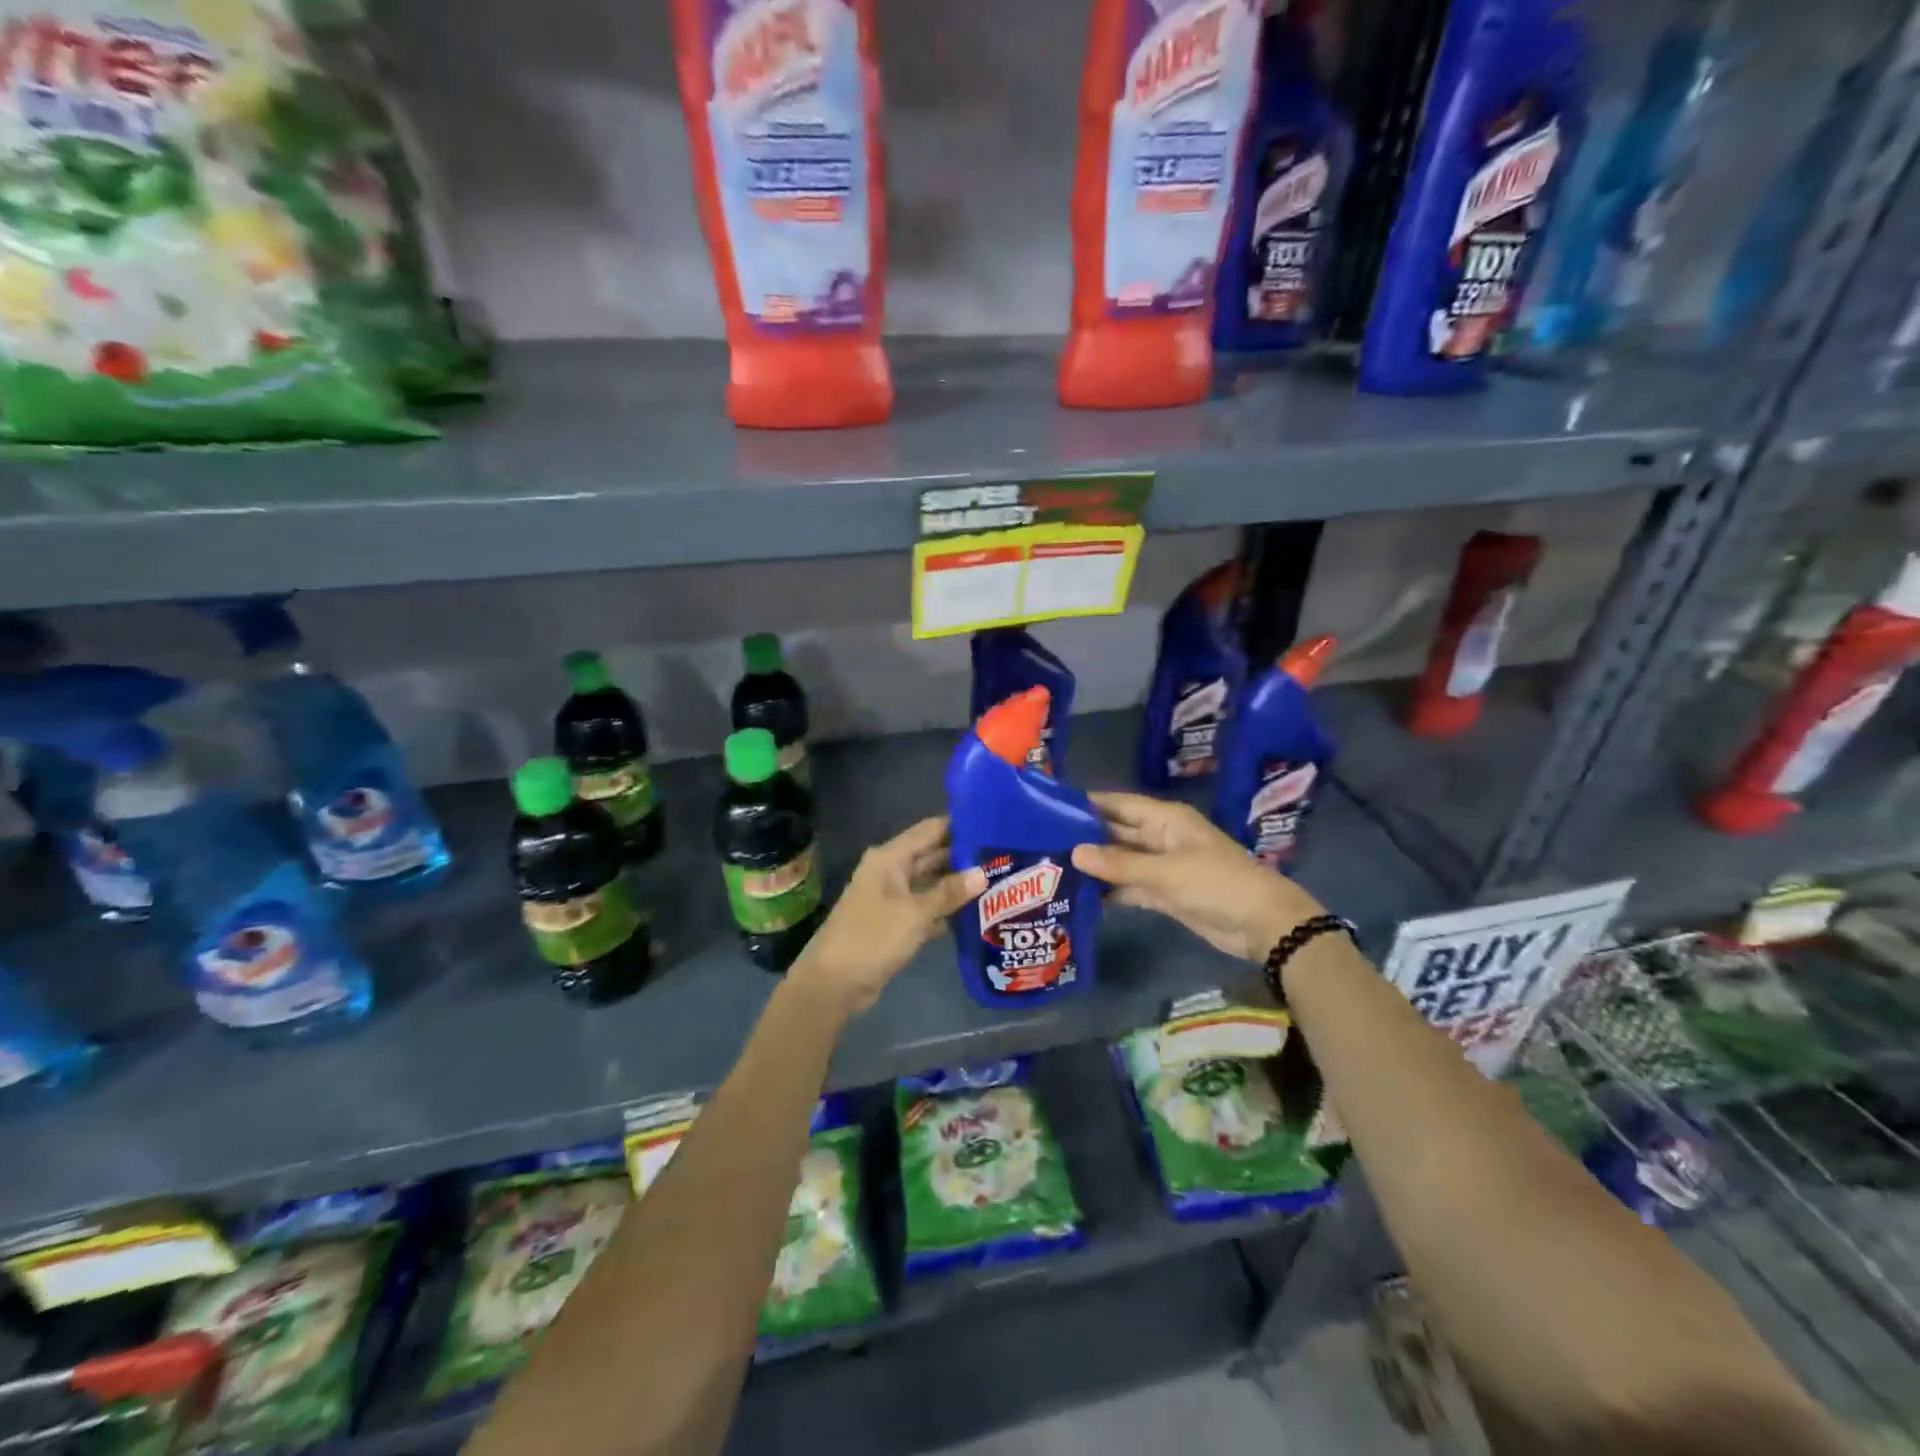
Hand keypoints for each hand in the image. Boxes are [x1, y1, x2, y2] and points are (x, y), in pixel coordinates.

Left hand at [792, 816, 985, 1017]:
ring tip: (996, 881)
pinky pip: (925, 907)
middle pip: (931, 855)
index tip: (993, 824)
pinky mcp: (894, 922)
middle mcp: (890, 871)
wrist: (835, 982)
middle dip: (963, 857)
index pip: (929, 830)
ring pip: (930, 883)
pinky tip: (974, 913)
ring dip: (957, 885)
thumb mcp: (915, 913)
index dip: (959, 825)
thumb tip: (982, 873)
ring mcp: (891, 897)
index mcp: (889, 858)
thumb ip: (949, 892)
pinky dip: (945, 909)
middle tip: (1002, 856)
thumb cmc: (873, 937)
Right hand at [1071, 792, 1325, 961]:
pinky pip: (1129, 885)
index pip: (1117, 804)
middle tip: (1041, 842)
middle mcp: (1159, 837)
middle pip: (1115, 832)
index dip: (1087, 804)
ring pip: (1120, 860)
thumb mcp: (1165, 872)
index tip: (1048, 808)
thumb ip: (1118, 864)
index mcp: (1164, 819)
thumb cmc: (1216, 884)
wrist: (1261, 924)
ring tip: (1051, 869)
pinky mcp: (1163, 893)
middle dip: (1084, 836)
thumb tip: (1073, 852)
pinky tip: (1079, 895)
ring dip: (1094, 865)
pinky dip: (1109, 890)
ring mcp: (1161, 866)